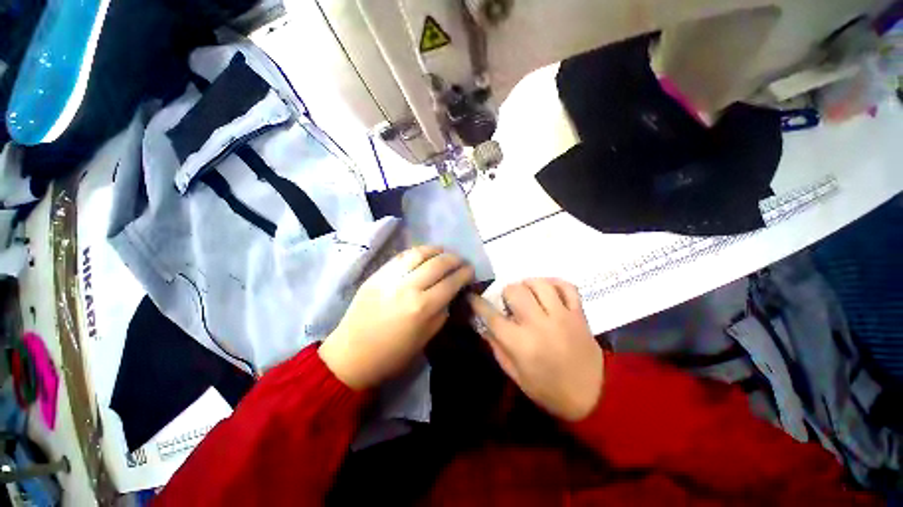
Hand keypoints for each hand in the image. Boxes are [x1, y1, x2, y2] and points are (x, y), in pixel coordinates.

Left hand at [319, 246, 473, 389]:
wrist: (351, 355)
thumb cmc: (392, 354)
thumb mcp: (425, 339)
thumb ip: (442, 312)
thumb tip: (451, 294)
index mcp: (423, 307)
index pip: (451, 282)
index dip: (465, 273)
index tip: (471, 270)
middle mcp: (408, 287)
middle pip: (438, 263)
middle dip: (454, 259)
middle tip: (460, 261)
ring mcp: (390, 278)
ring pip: (419, 253)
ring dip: (436, 250)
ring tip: (444, 252)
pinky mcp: (377, 274)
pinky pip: (401, 256)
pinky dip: (416, 252)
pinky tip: (423, 254)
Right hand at [469, 278, 602, 420]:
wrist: (594, 396)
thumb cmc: (549, 390)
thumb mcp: (516, 375)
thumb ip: (497, 347)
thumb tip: (484, 325)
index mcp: (521, 343)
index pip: (491, 316)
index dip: (478, 304)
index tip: (472, 297)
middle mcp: (539, 324)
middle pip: (515, 291)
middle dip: (506, 293)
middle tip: (509, 302)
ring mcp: (562, 316)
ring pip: (539, 284)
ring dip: (528, 284)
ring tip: (527, 293)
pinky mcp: (579, 313)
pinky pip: (567, 286)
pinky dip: (555, 283)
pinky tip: (548, 289)